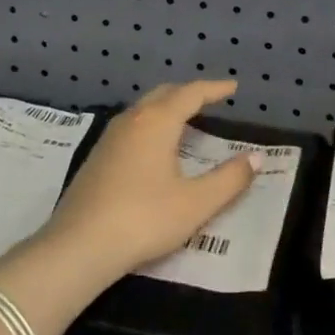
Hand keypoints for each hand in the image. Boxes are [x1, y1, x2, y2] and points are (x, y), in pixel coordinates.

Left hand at [39, 80, 259, 281]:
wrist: (79, 246)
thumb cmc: (144, 219)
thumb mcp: (196, 203)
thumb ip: (229, 179)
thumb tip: (256, 158)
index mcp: (157, 121)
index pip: (191, 93)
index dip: (215, 89)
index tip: (233, 88)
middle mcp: (132, 120)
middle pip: (164, 94)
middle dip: (189, 93)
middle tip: (211, 99)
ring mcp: (110, 137)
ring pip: (144, 108)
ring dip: (167, 108)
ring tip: (186, 120)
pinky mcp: (97, 157)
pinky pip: (131, 126)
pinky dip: (151, 124)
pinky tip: (155, 147)